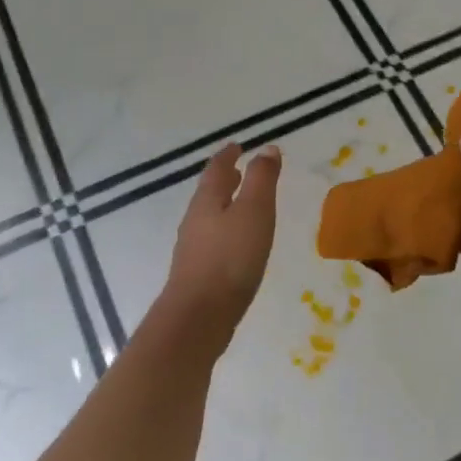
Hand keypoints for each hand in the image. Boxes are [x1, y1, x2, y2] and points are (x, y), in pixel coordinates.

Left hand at [156, 142, 281, 357]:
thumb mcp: (254, 212)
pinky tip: (236, 242)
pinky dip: (225, 228)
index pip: (217, 169)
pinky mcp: (198, 271)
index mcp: (208, 200)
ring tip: (240, 202)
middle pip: (209, 191)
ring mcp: (194, 247)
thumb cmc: (230, 257)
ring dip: (224, 203)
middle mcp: (196, 219)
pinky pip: (213, 238)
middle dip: (224, 178)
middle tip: (237, 169)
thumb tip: (266, 148)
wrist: (200, 316)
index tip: (237, 145)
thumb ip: (262, 179)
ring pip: (210, 215)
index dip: (228, 155)